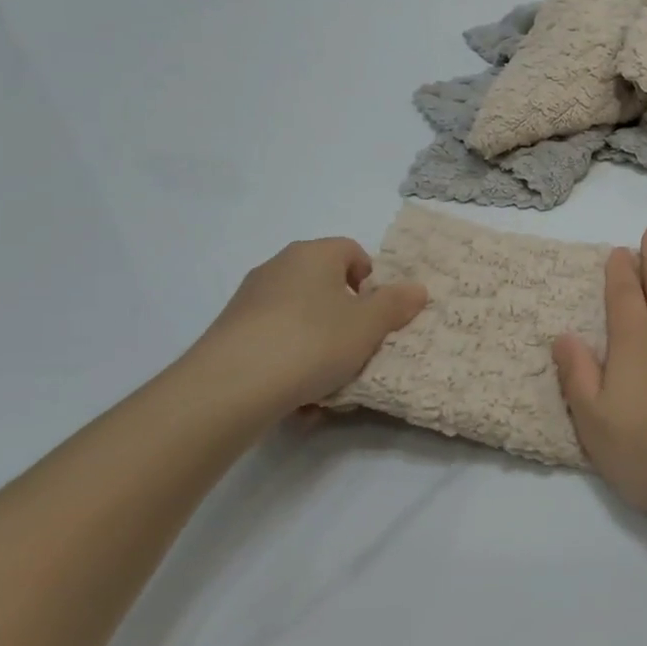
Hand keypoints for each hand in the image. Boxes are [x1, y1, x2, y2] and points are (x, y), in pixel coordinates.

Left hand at [186, 239, 426, 419]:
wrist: (229, 387)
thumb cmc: (312, 342)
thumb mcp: (368, 326)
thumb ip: (396, 305)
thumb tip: (417, 289)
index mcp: (314, 254)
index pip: (352, 251)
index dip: (370, 280)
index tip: (376, 314)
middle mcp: (279, 266)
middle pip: (324, 284)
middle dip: (344, 315)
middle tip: (357, 346)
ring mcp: (249, 299)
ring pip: (299, 316)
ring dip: (317, 342)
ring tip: (326, 380)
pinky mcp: (229, 332)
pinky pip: (273, 340)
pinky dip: (288, 360)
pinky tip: (295, 394)